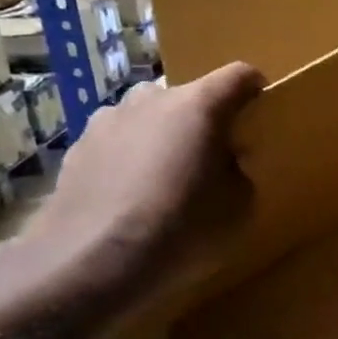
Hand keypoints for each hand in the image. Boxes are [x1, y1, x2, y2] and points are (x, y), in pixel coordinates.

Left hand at [18, 62, 265, 310]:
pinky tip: (130, 199)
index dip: (255, 90)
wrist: (93, 262)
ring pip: (148, 118)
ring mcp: (107, 120)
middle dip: (203, 122)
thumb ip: (239, 172)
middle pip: (188, 97)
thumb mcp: (240, 206)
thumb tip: (225, 165)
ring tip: (165, 181)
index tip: (260, 114)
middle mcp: (151, 99)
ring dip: (162, 137)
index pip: (239, 76)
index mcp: (199, 105)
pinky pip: (117, 144)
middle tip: (211, 161)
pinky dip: (129, 160)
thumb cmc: (184, 228)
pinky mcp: (76, 148)